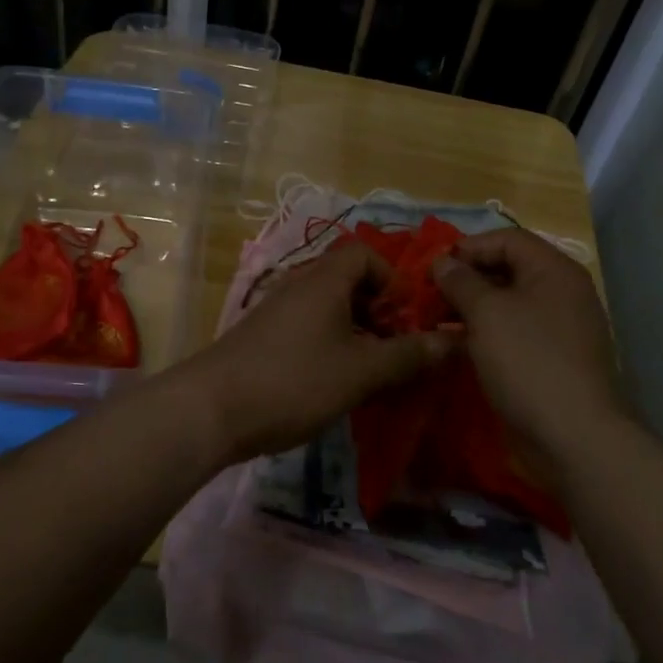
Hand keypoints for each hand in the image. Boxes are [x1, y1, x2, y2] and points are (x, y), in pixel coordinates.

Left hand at [178, 243, 453, 463]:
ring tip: (370, 372)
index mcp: (325, 279)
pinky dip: (329, 346)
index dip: (392, 279)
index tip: (404, 318)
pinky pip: (308, 329)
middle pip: (348, 281)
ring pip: (328, 309)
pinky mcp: (263, 338)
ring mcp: (277, 311)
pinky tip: (333, 384)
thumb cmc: (294, 380)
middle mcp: (299, 285)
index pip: (365, 254)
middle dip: (378, 312)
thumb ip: (407, 354)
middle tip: (394, 350)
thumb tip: (451, 341)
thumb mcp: (361, 370)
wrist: (211, 409)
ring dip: (355, 333)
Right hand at [430, 228, 624, 455]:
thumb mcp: (487, 313)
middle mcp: (560, 293)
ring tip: (433, 320)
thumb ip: (461, 281)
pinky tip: (454, 346)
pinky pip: (512, 334)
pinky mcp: (549, 360)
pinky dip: (483, 335)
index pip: (506, 239)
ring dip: (469, 309)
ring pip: (506, 305)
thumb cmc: (529, 361)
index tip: (432, 267)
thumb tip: (444, 262)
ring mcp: (557, 329)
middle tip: (427, 296)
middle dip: (464, 279)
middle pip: (506, 270)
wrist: (574, 437)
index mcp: (553, 270)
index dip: (468, 247)